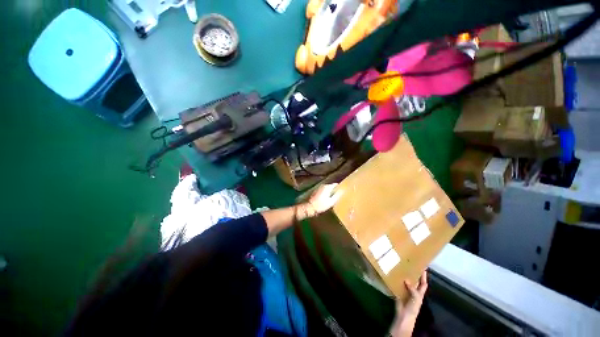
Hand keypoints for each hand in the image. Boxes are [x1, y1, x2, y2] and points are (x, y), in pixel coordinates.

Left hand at [304, 183, 342, 216]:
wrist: (310, 207)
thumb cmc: (321, 205)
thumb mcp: (331, 202)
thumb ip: (337, 195)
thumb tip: (342, 191)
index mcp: (327, 187)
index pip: (335, 184)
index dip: (339, 187)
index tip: (342, 191)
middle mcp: (323, 185)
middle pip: (331, 186)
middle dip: (335, 190)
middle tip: (339, 195)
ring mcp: (319, 188)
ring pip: (327, 188)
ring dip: (330, 192)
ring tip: (333, 197)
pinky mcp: (316, 191)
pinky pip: (323, 190)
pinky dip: (326, 193)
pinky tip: (327, 198)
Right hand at [390, 271, 427, 336]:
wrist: (404, 315)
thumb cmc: (413, 307)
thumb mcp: (416, 298)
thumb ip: (413, 289)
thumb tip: (406, 280)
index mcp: (419, 293)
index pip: (423, 283)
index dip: (423, 276)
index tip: (423, 267)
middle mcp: (413, 291)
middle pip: (414, 281)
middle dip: (412, 274)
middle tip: (409, 265)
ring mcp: (406, 292)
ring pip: (406, 282)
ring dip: (403, 276)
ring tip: (400, 268)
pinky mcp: (399, 292)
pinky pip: (398, 285)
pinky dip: (396, 281)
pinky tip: (393, 275)